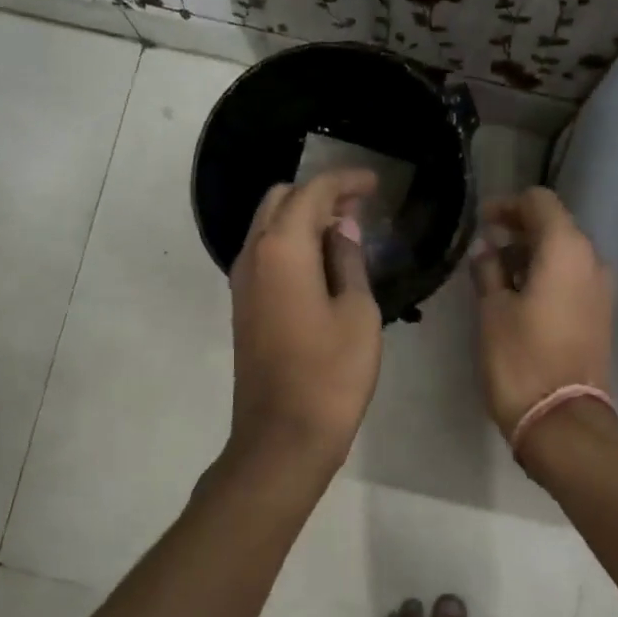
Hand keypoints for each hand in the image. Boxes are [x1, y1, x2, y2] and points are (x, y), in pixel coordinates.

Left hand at [227, 168, 382, 467]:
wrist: (283, 436)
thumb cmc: (331, 374)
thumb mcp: (358, 313)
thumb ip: (348, 261)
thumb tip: (343, 228)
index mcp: (282, 248)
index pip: (312, 192)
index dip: (345, 180)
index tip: (375, 183)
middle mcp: (253, 254)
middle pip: (280, 200)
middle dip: (319, 193)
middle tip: (360, 206)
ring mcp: (242, 281)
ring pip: (268, 225)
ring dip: (303, 217)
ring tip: (346, 230)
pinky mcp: (243, 305)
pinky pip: (265, 253)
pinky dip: (291, 243)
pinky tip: (323, 262)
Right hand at [469, 187, 614, 441]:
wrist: (563, 421)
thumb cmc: (521, 359)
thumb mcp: (493, 311)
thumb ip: (488, 271)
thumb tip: (487, 251)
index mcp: (566, 250)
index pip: (540, 202)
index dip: (508, 206)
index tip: (481, 222)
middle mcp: (592, 261)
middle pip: (556, 226)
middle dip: (519, 231)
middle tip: (484, 249)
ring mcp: (601, 290)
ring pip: (565, 255)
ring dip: (532, 256)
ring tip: (495, 276)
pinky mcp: (600, 315)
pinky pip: (573, 280)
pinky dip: (547, 277)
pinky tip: (518, 297)